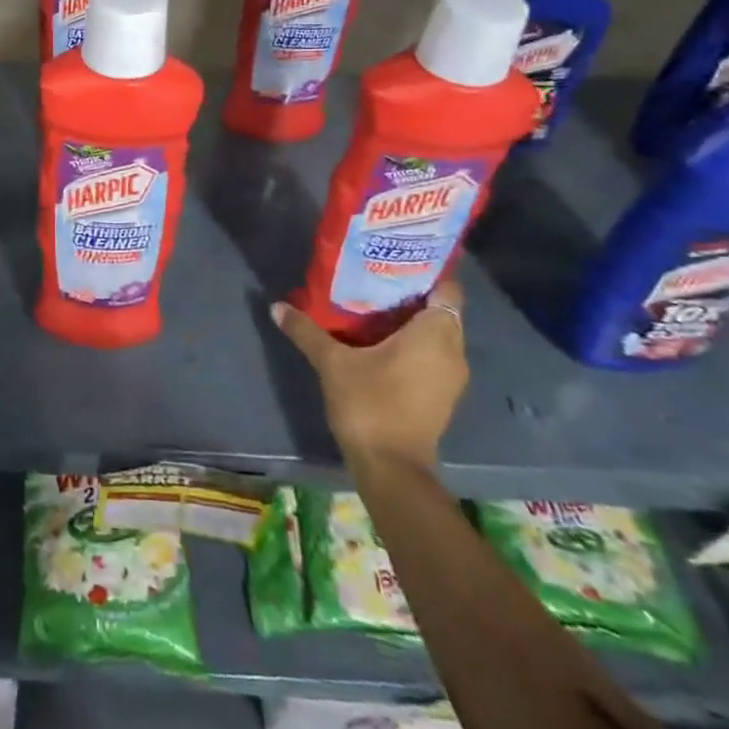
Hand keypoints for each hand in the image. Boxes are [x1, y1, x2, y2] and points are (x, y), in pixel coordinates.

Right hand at [272, 281, 467, 469]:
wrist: (391, 468)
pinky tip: (380, 341)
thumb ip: (306, 331)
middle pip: (440, 310)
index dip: (427, 271)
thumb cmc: (369, 404)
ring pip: (437, 335)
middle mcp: (453, 351)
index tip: (398, 260)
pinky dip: (413, 344)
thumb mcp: (331, 363)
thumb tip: (276, 306)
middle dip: (412, 294)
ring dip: (412, 321)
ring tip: (374, 305)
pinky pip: (433, 355)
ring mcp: (451, 376)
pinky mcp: (442, 395)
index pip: (447, 288)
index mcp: (435, 334)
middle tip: (376, 278)